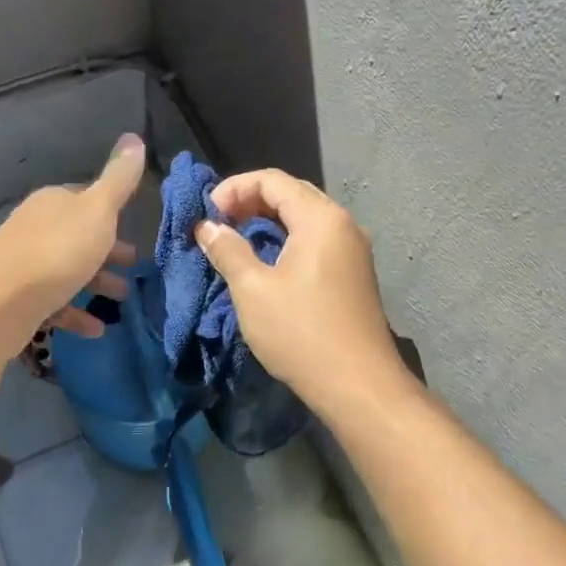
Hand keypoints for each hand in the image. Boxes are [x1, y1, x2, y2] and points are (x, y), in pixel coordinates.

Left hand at [0, 133, 144, 354]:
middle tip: (133, 267)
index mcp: (54, 203)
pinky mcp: (19, 300)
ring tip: (121, 300)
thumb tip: (134, 136)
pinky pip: (55, 304)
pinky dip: (76, 314)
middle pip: (78, 236)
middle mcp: (37, 228)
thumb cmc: (56, 251)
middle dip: (107, 251)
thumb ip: (119, 179)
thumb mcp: (97, 211)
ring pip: (69, 270)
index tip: (132, 228)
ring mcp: (25, 265)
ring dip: (96, 283)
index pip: (86, 199)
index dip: (111, 212)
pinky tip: (96, 329)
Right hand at [195, 170, 402, 412]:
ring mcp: (353, 249)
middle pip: (292, 193)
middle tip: (219, 222)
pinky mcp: (354, 273)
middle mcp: (342, 224)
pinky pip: (316, 239)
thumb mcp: (253, 289)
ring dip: (268, 220)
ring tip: (237, 239)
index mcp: (320, 219)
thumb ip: (228, 250)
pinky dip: (287, 238)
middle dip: (251, 200)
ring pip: (305, 217)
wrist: (358, 385)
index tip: (207, 212)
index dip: (234, 188)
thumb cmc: (301, 332)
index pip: (272, 180)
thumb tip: (207, 226)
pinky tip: (267, 260)